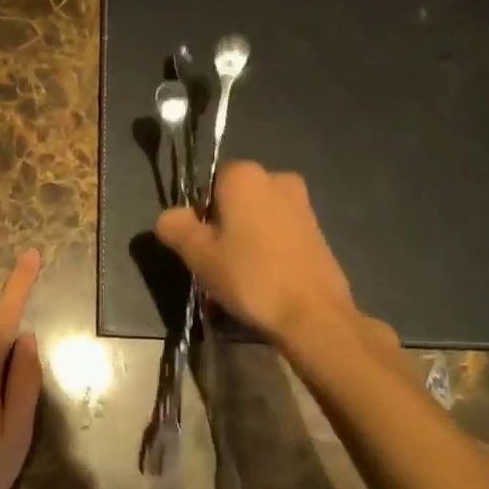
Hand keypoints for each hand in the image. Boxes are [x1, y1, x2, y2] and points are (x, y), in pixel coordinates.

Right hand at [156, 161, 355, 340]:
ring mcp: (302, 203)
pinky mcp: (318, 230)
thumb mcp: (198, 254)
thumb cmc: (250, 276)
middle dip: (224, 229)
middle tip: (218, 267)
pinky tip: (266, 282)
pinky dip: (269, 251)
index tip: (203, 248)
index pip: (207, 186)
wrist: (314, 314)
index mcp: (244, 174)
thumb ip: (175, 227)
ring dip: (246, 242)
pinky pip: (280, 234)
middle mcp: (276, 178)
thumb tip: (170, 217)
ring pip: (257, 219)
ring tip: (242, 281)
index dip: (200, 218)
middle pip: (234, 202)